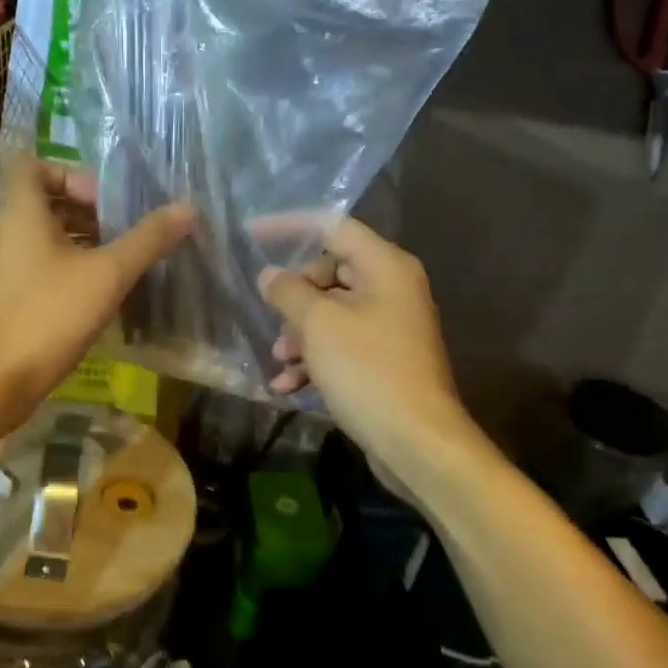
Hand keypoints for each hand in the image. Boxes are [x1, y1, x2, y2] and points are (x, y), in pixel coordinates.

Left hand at [0, 161, 191, 428]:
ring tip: (124, 259)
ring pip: (47, 236)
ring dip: (84, 240)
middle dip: (88, 208)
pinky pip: (44, 266)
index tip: (104, 197)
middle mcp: (9, 233)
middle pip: (46, 200)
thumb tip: (188, 208)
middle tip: (125, 228)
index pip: (32, 164)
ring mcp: (7, 267)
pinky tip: (104, 293)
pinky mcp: (11, 298)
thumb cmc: (48, 316)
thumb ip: (147, 240)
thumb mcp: (107, 275)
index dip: (69, 171)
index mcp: (23, 213)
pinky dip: (73, 268)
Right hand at [259, 219, 464, 463]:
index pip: (333, 226)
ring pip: (331, 313)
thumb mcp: (318, 324)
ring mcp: (389, 326)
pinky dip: (314, 360)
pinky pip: (341, 345)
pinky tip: (287, 387)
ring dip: (299, 334)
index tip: (252, 234)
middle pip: (330, 272)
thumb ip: (288, 291)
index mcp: (385, 267)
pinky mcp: (383, 360)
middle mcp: (392, 289)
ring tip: (279, 360)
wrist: (416, 441)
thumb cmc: (367, 370)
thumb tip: (270, 275)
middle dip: (294, 297)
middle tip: (275, 319)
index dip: (290, 226)